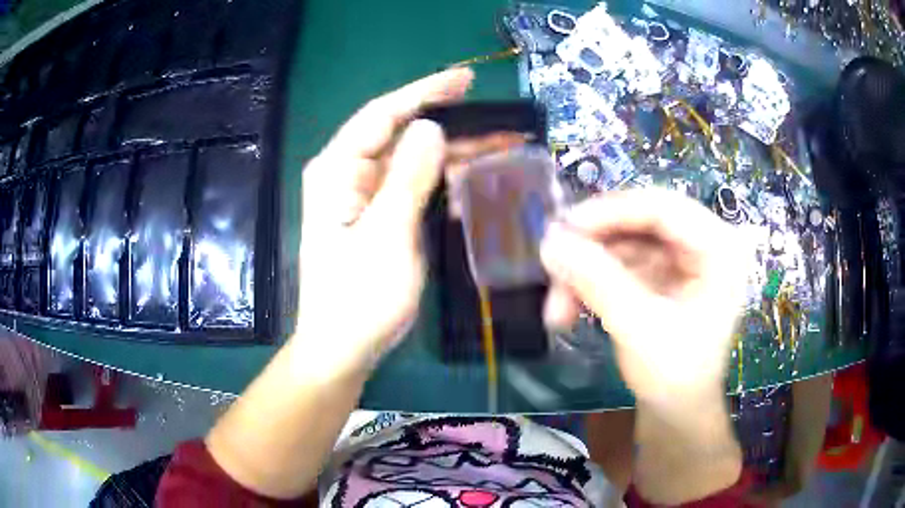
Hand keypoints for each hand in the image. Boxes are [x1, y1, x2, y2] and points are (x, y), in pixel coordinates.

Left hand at [296, 68, 525, 377]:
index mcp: (337, 171)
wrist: (344, 348)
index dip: (425, 92)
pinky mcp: (382, 216)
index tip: (466, 79)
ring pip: (415, 160)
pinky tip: (476, 177)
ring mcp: (366, 196)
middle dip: (451, 124)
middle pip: (403, 134)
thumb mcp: (385, 237)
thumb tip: (431, 127)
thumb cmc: (357, 299)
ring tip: (501, 144)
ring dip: (455, 151)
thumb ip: (407, 179)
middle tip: (498, 119)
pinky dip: (446, 179)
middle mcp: (349, 175)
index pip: (383, 115)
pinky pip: (417, 186)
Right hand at [540, 189, 748, 403]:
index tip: (563, 229)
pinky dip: (592, 282)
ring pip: (623, 244)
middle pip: (639, 222)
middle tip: (553, 265)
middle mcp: (702, 244)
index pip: (663, 208)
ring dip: (586, 271)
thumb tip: (550, 242)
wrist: (678, 413)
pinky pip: (620, 264)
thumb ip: (598, 282)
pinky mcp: (661, 276)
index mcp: (719, 249)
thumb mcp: (640, 330)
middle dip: (593, 247)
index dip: (611, 212)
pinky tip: (570, 307)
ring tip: (556, 308)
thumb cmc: (675, 378)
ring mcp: (680, 260)